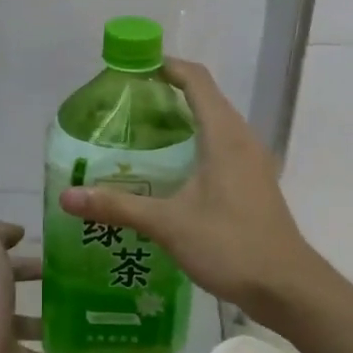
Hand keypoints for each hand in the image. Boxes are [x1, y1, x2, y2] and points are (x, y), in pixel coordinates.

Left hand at [0, 221, 95, 352]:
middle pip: (23, 309)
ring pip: (38, 346)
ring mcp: (5, 351)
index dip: (31, 266)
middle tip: (90, 297)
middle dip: (51, 303)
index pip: (9, 272)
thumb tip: (18, 231)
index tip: (65, 262)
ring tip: (99, 334)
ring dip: (63, 342)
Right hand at [58, 59, 320, 317]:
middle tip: (125, 106)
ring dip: (181, 122)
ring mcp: (253, 163)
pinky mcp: (254, 184)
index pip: (196, 80)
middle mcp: (242, 140)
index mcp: (225, 135)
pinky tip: (169, 173)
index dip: (166, 66)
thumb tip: (67, 197)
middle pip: (205, 99)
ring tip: (140, 136)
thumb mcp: (168, 224)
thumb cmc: (230, 245)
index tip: (133, 68)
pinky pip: (222, 149)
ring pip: (215, 126)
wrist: (285, 286)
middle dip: (166, 95)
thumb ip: (118, 206)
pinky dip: (194, 146)